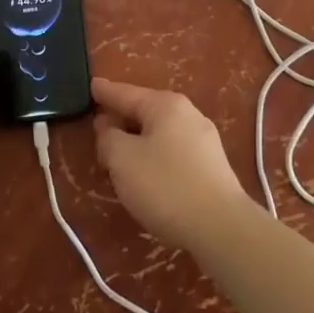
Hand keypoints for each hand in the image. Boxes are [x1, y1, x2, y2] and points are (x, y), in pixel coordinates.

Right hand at [92, 77, 254, 253]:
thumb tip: (108, 128)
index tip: (91, 85)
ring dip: (138, 143)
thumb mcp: (123, 160)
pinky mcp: (213, 167)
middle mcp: (188, 114)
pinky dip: (156, 158)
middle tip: (99, 132)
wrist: (222, 227)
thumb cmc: (166, 186)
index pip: (126, 93)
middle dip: (121, 121)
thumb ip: (108, 138)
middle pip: (145, 113)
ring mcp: (204, 140)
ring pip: (160, 134)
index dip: (105, 92)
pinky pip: (174, 153)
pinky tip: (149, 177)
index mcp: (166, 105)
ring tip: (120, 159)